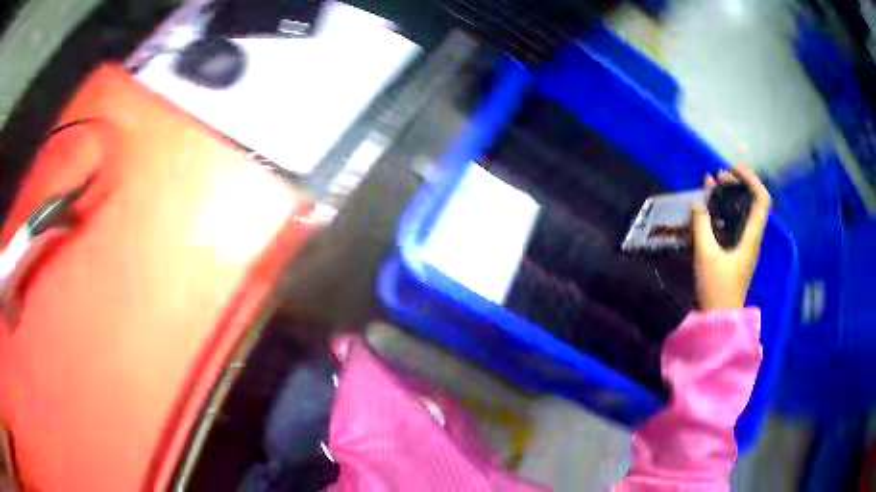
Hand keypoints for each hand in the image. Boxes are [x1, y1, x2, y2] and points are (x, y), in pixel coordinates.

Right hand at [691, 167, 771, 310]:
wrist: (719, 320)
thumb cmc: (717, 289)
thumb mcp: (706, 256)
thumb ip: (701, 226)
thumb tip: (698, 203)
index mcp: (751, 237)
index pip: (762, 201)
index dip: (752, 180)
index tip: (734, 170)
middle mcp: (752, 239)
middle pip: (751, 203)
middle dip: (736, 185)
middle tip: (717, 177)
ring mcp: (744, 247)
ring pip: (742, 213)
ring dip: (729, 197)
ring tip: (711, 187)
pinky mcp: (736, 254)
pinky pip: (733, 224)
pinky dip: (723, 212)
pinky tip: (709, 210)